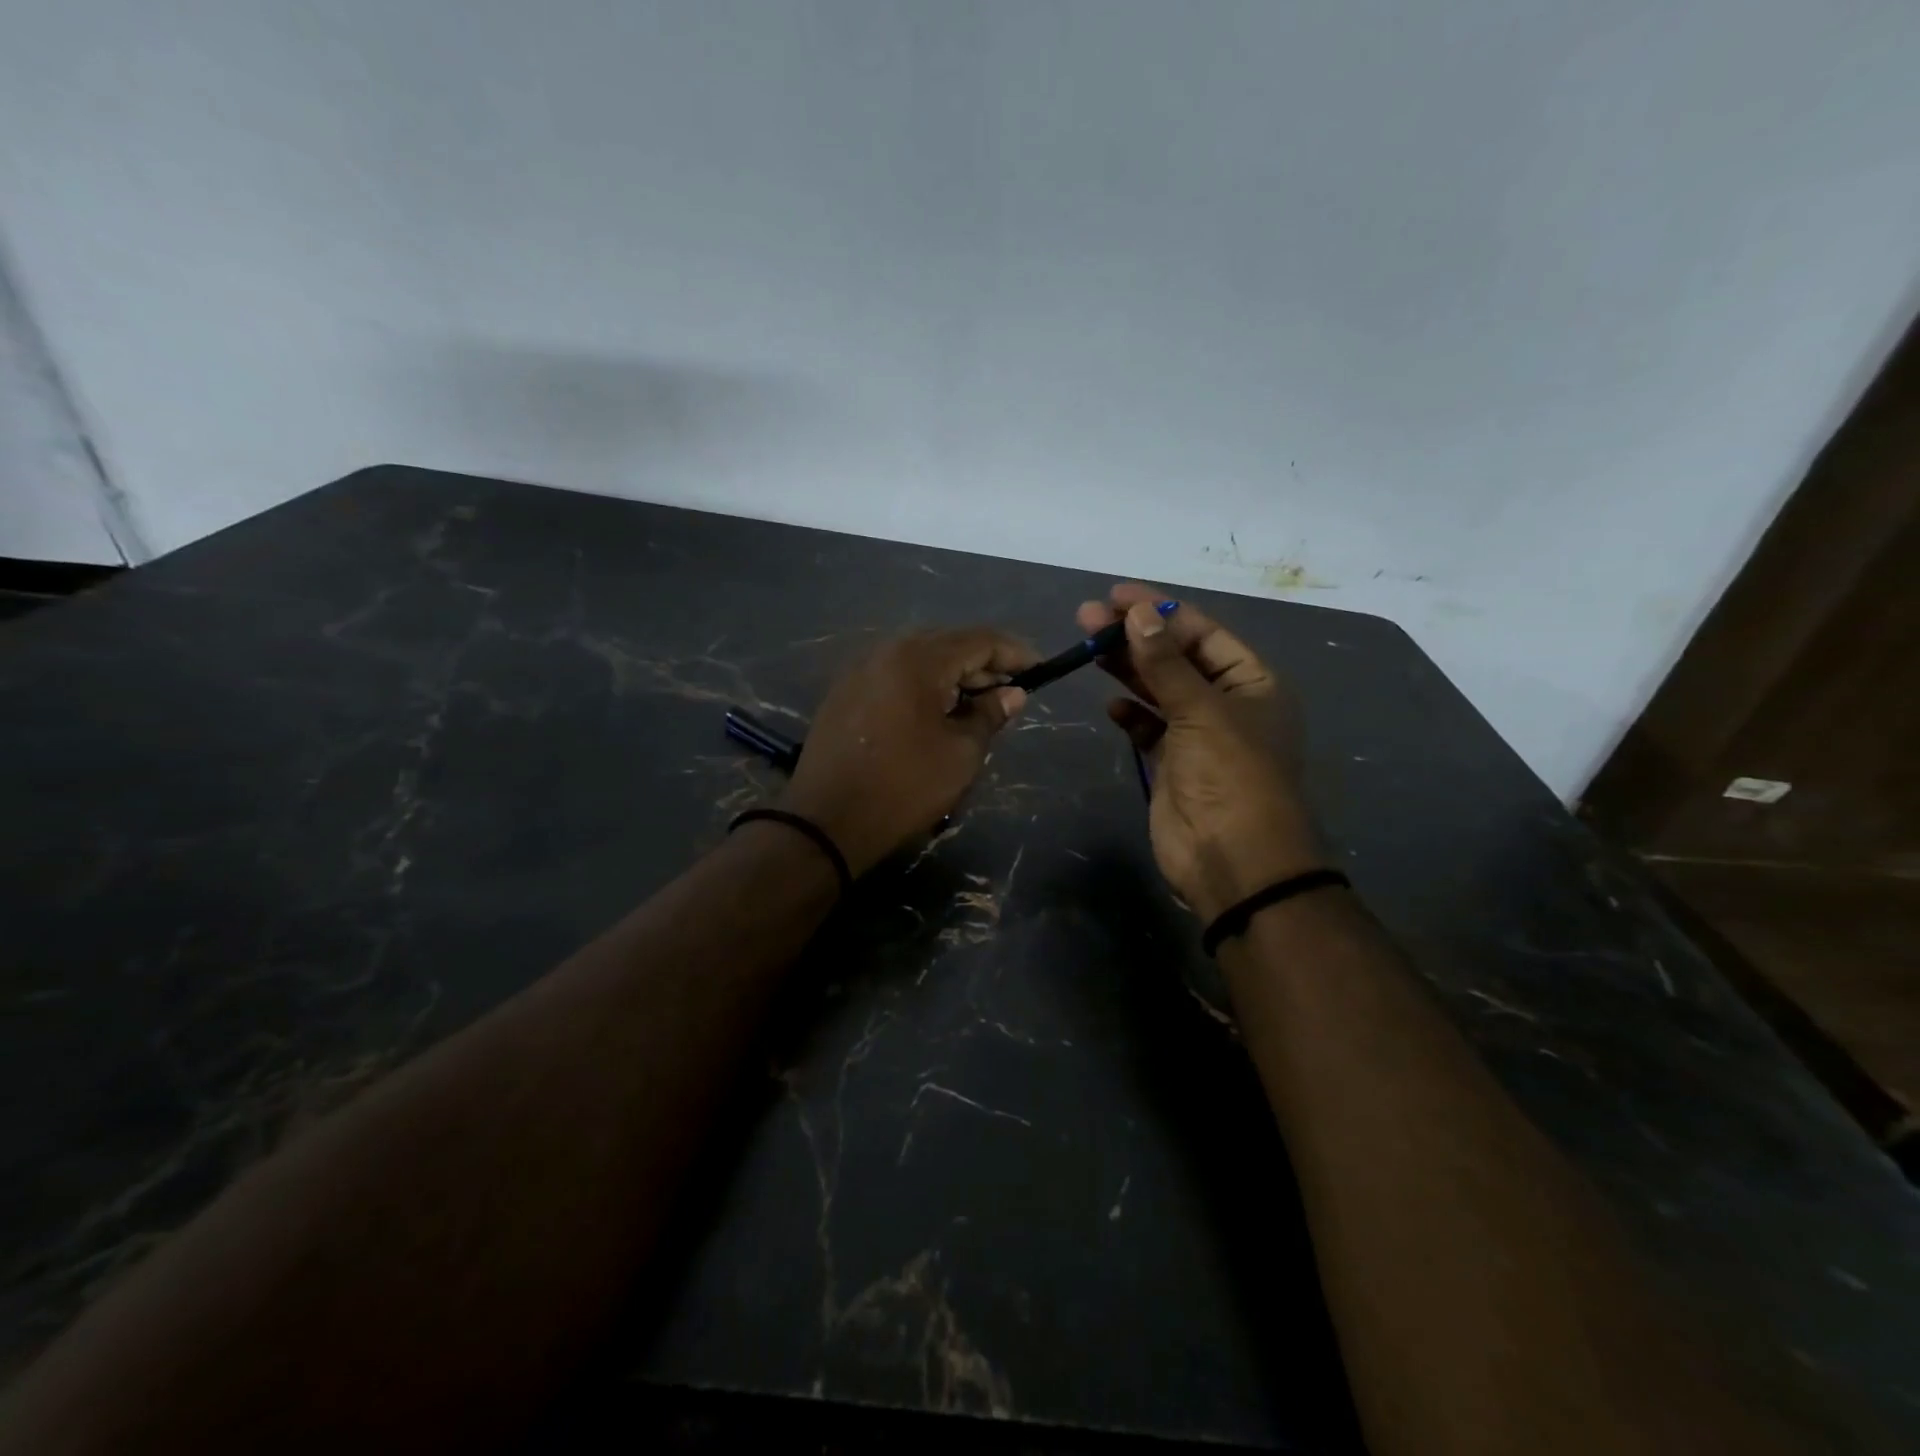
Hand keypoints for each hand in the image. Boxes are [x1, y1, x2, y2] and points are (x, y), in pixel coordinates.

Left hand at [778, 629, 1037, 876]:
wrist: (826, 821)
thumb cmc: (903, 787)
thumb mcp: (960, 754)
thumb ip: (989, 715)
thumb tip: (1012, 694)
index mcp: (918, 659)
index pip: (979, 640)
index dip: (1015, 653)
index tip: (1041, 670)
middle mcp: (886, 651)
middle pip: (948, 643)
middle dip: (984, 664)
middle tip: (1010, 693)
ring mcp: (860, 670)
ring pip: (919, 658)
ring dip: (953, 675)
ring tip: (977, 705)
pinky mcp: (844, 692)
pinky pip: (895, 675)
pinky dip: (923, 685)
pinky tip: (936, 712)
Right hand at [1076, 584, 1323, 922]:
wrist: (1233, 860)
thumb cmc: (1231, 776)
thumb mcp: (1201, 711)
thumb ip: (1165, 663)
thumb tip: (1135, 613)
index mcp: (1252, 683)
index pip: (1203, 633)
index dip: (1161, 611)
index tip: (1117, 594)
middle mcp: (1227, 703)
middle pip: (1176, 658)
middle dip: (1134, 636)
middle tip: (1087, 616)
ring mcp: (1198, 735)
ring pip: (1158, 690)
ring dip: (1126, 668)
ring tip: (1086, 645)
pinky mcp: (1172, 763)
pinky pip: (1148, 727)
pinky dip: (1130, 714)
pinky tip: (1111, 704)